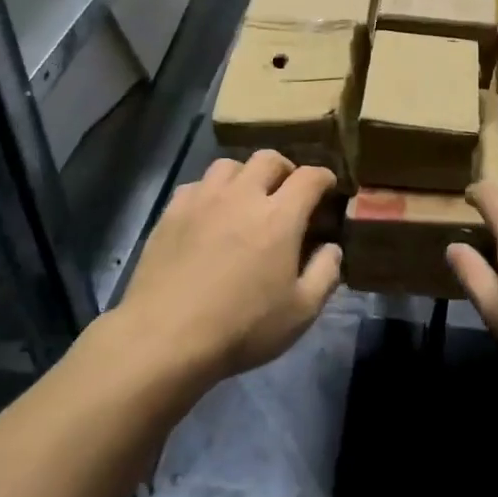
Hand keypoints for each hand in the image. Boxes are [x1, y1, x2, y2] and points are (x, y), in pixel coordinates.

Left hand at [117, 151, 340, 385]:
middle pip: (268, 159)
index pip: (309, 177)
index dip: (324, 178)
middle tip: (288, 191)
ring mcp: (203, 200)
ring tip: (247, 197)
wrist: (166, 337)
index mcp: (279, 216)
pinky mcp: (172, 212)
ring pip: (229, 165)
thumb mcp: (301, 312)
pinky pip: (197, 184)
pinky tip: (210, 214)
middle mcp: (242, 196)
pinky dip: (211, 191)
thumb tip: (332, 247)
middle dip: (286, 169)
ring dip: (246, 175)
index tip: (328, 188)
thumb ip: (325, 273)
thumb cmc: (242, 327)